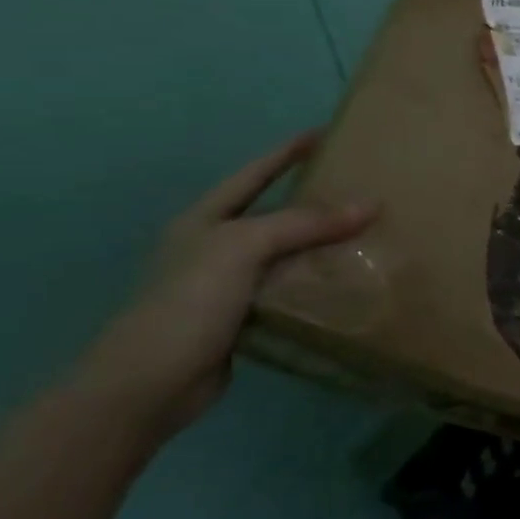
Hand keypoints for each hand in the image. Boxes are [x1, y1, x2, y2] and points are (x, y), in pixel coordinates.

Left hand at [75, 131, 376, 441]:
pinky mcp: (246, 317)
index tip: (325, 134)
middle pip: (275, 213)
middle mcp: (216, 247)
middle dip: (316, 201)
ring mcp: (230, 284)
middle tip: (363, 187)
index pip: (253, 174)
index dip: (287, 153)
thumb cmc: (187, 302)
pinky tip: (350, 279)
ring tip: (370, 232)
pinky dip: (320, 281)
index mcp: (205, 221)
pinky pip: (293, 288)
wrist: (148, 384)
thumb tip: (370, 204)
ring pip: (289, 253)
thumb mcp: (242, 248)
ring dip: (325, 244)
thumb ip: (304, 223)